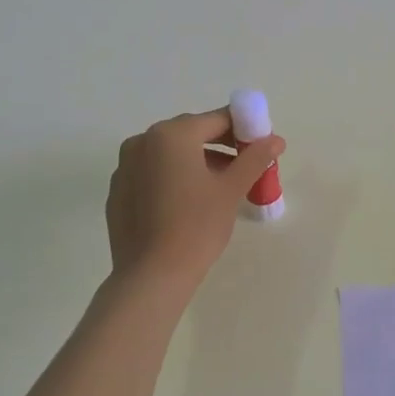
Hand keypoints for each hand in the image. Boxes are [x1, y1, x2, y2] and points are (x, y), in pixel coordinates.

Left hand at [105, 109, 284, 286]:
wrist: (152, 275)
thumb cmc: (197, 226)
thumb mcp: (231, 189)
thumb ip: (254, 158)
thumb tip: (275, 139)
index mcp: (171, 135)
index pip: (216, 120)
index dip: (244, 129)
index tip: (262, 147)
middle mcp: (142, 141)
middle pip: (191, 133)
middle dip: (221, 145)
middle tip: (246, 167)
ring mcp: (125, 166)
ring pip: (170, 154)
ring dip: (198, 161)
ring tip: (222, 187)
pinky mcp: (119, 191)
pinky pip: (153, 173)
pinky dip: (174, 177)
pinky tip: (190, 203)